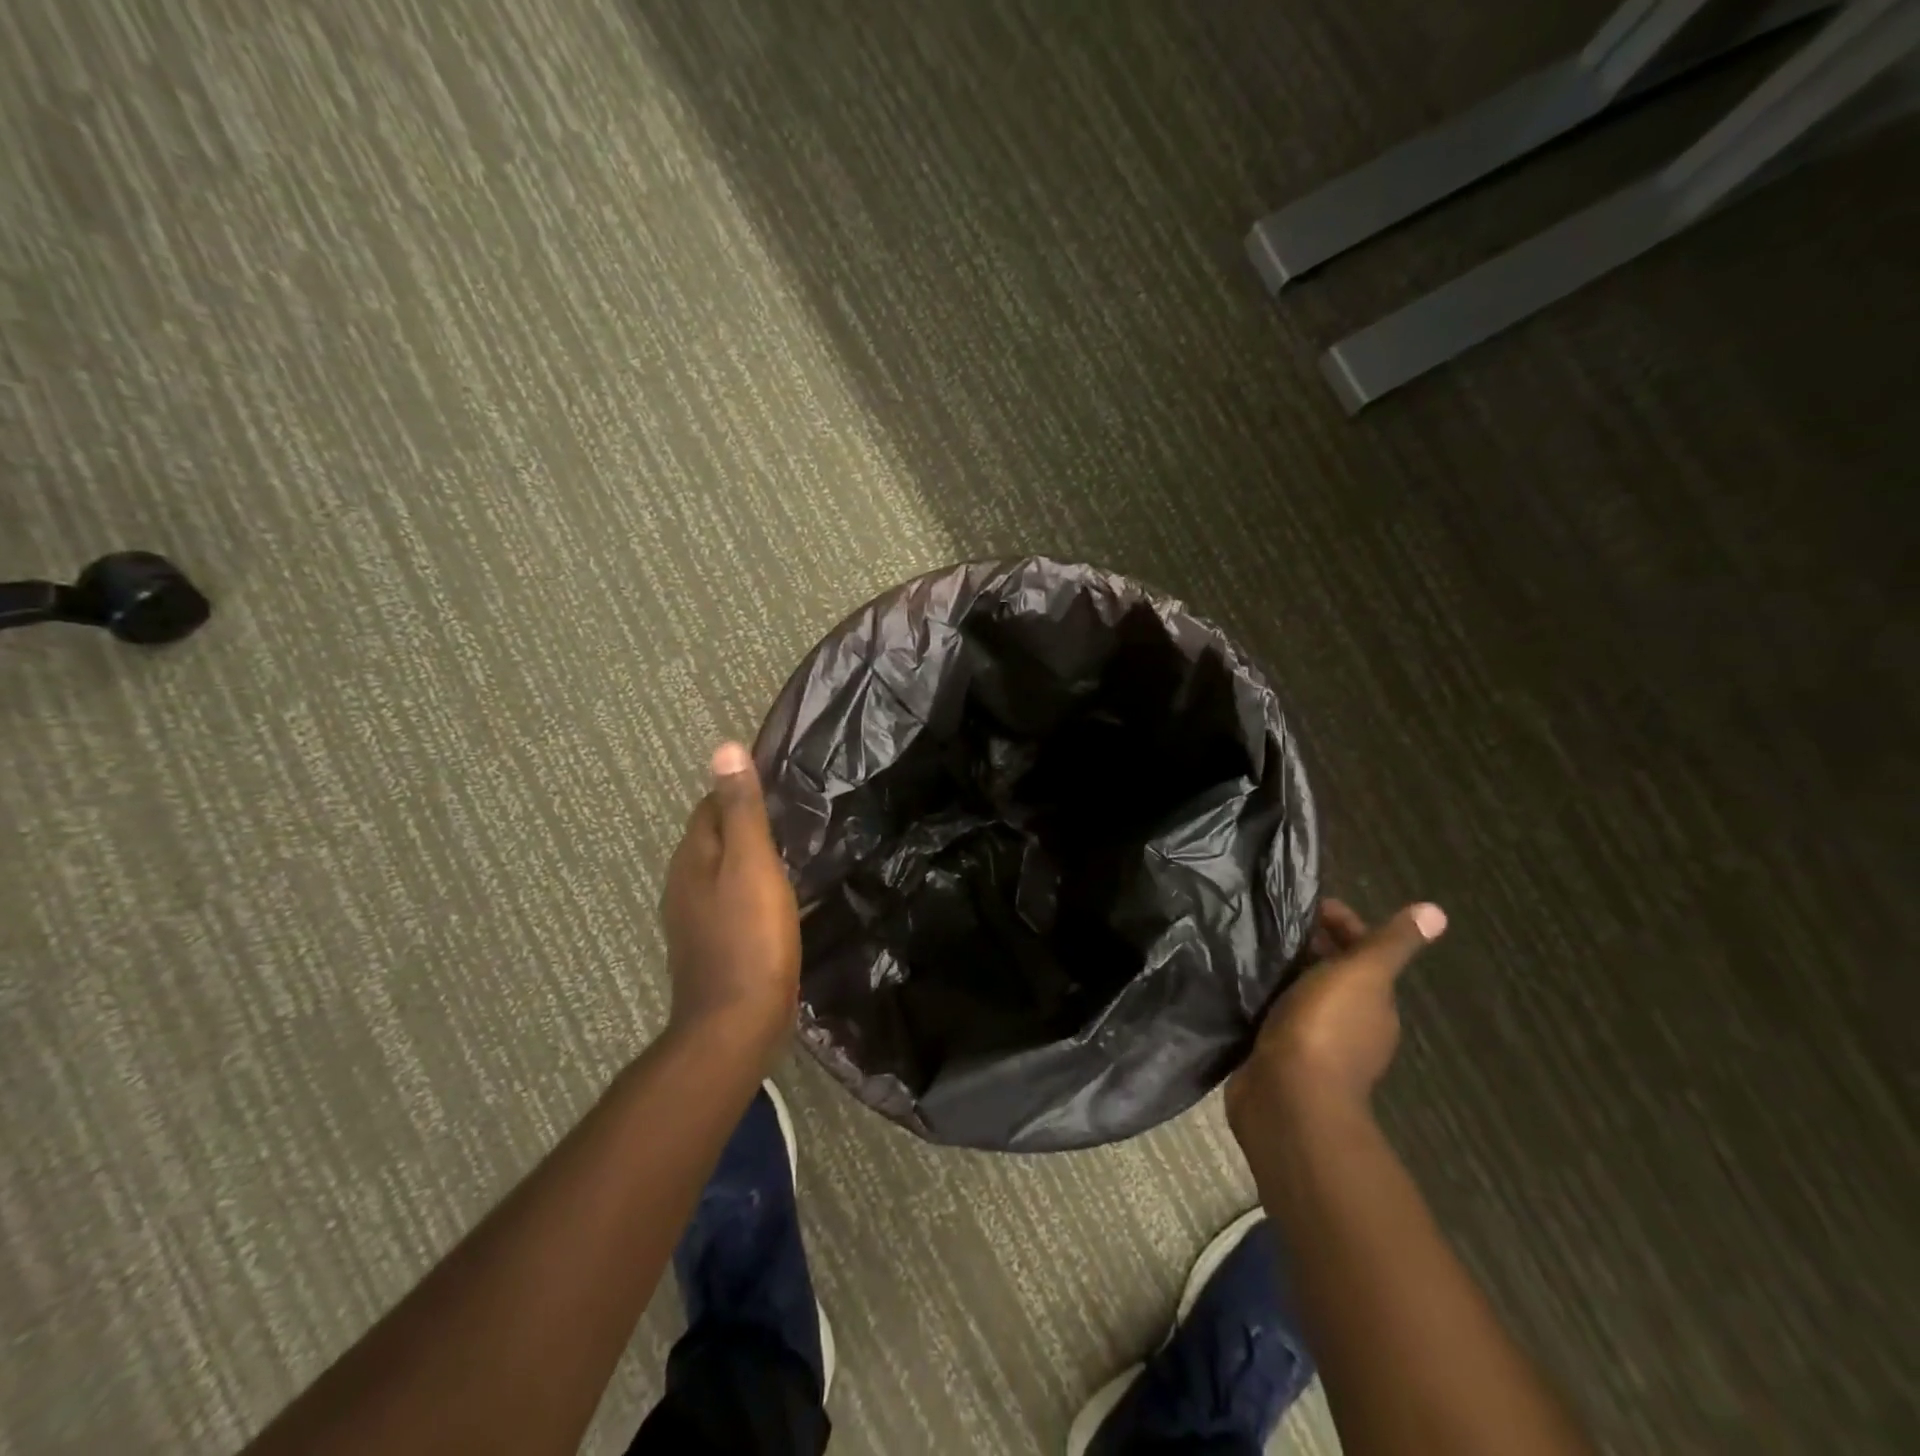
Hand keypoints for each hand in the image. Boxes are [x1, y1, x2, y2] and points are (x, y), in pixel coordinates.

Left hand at [659, 743, 801, 1065]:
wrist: (736, 1023)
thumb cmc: (749, 936)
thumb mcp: (751, 863)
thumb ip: (741, 808)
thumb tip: (723, 747)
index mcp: (692, 858)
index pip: (709, 806)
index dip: (738, 790)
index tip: (778, 784)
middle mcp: (684, 884)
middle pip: (713, 838)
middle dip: (744, 822)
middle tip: (792, 815)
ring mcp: (695, 919)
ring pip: (722, 871)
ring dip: (748, 858)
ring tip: (790, 852)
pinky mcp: (712, 946)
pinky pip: (731, 902)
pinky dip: (751, 890)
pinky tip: (777, 900)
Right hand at [1225, 899, 1445, 1130]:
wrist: (1289, 1097)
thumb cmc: (1327, 1028)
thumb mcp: (1363, 975)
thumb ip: (1392, 943)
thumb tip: (1436, 911)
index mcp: (1374, 1002)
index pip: (1362, 950)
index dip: (1340, 922)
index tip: (1305, 902)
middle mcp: (1349, 1022)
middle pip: (1331, 970)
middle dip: (1308, 943)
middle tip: (1271, 918)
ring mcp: (1312, 1040)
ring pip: (1300, 991)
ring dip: (1283, 969)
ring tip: (1251, 942)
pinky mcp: (1278, 1052)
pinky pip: (1273, 1012)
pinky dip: (1263, 994)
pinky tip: (1241, 980)